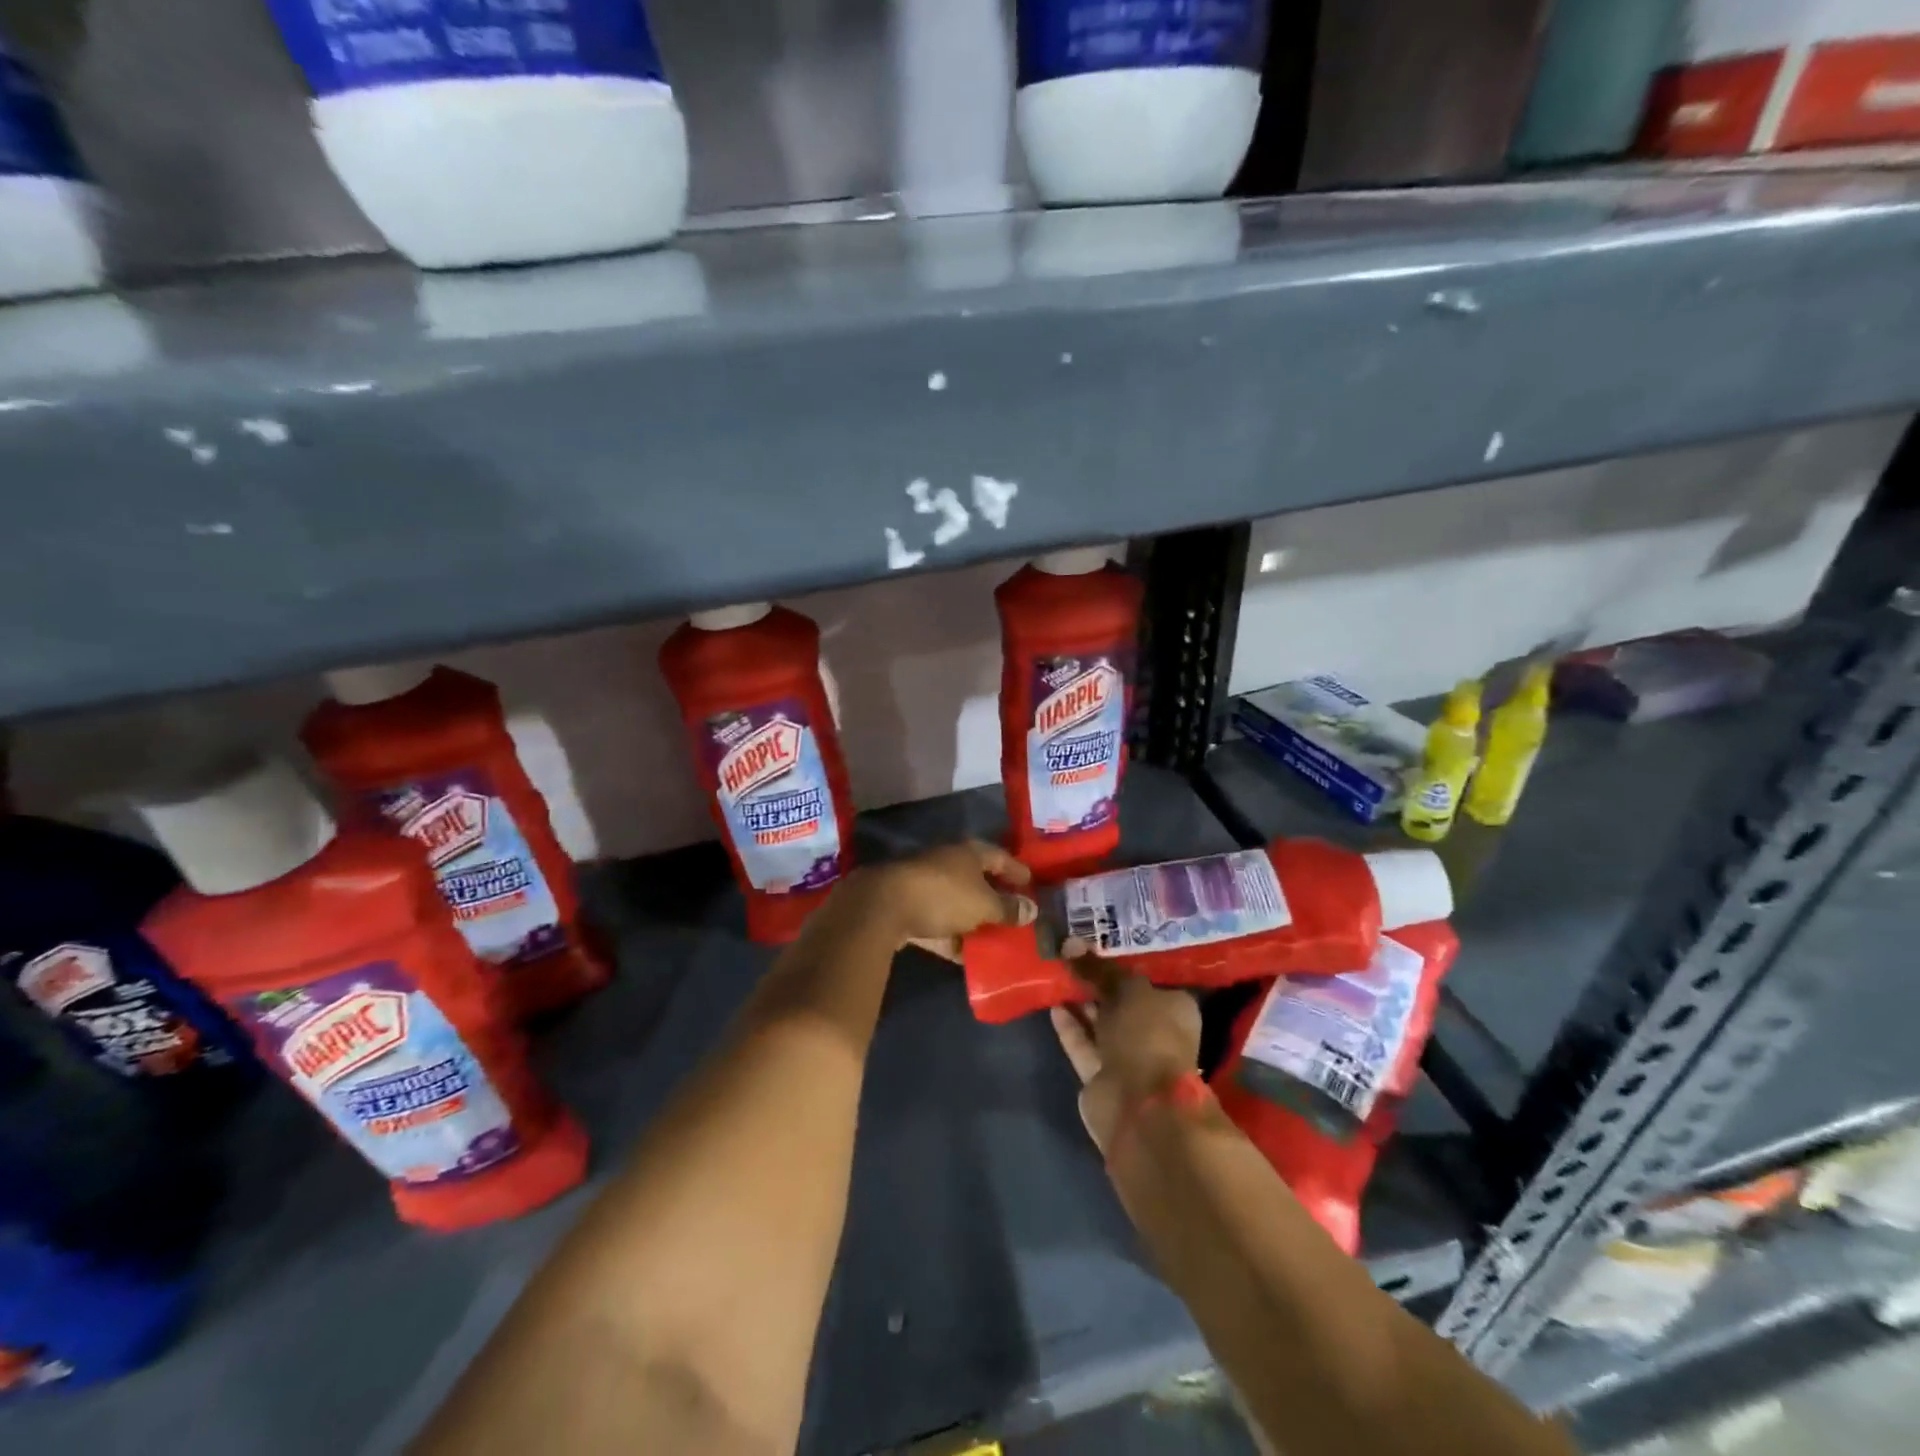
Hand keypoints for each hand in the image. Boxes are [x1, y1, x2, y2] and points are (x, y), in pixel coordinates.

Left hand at [854, 841, 1035, 954]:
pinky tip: (965, 955)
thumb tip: (1031, 909)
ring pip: (957, 902)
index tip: (1031, 884)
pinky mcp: (908, 907)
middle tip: (1015, 915)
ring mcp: (925, 884)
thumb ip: (1007, 908)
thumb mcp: (983, 904)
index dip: (1016, 870)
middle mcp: (947, 862)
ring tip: (994, 939)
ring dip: (974, 919)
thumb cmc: (943, 896)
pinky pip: (938, 922)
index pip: (1000, 857)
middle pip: (978, 879)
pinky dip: (952, 936)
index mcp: (968, 853)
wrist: (884, 906)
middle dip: (995, 897)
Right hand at [1050, 966, 1202, 1155]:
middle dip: (1097, 984)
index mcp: (1174, 1009)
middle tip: (1068, 958)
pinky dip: (1071, 1028)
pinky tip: (1054, 1005)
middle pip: (1121, 1002)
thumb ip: (1097, 969)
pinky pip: (1085, 1045)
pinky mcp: (1103, 1078)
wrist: (1140, 1104)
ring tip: (1056, 976)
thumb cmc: (1147, 1036)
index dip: (1122, 965)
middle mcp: (1156, 1033)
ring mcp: (1129, 1059)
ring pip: (1101, 1024)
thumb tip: (1070, 942)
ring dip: (1081, 1004)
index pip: (1147, 981)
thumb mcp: (1125, 990)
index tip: (1096, 947)